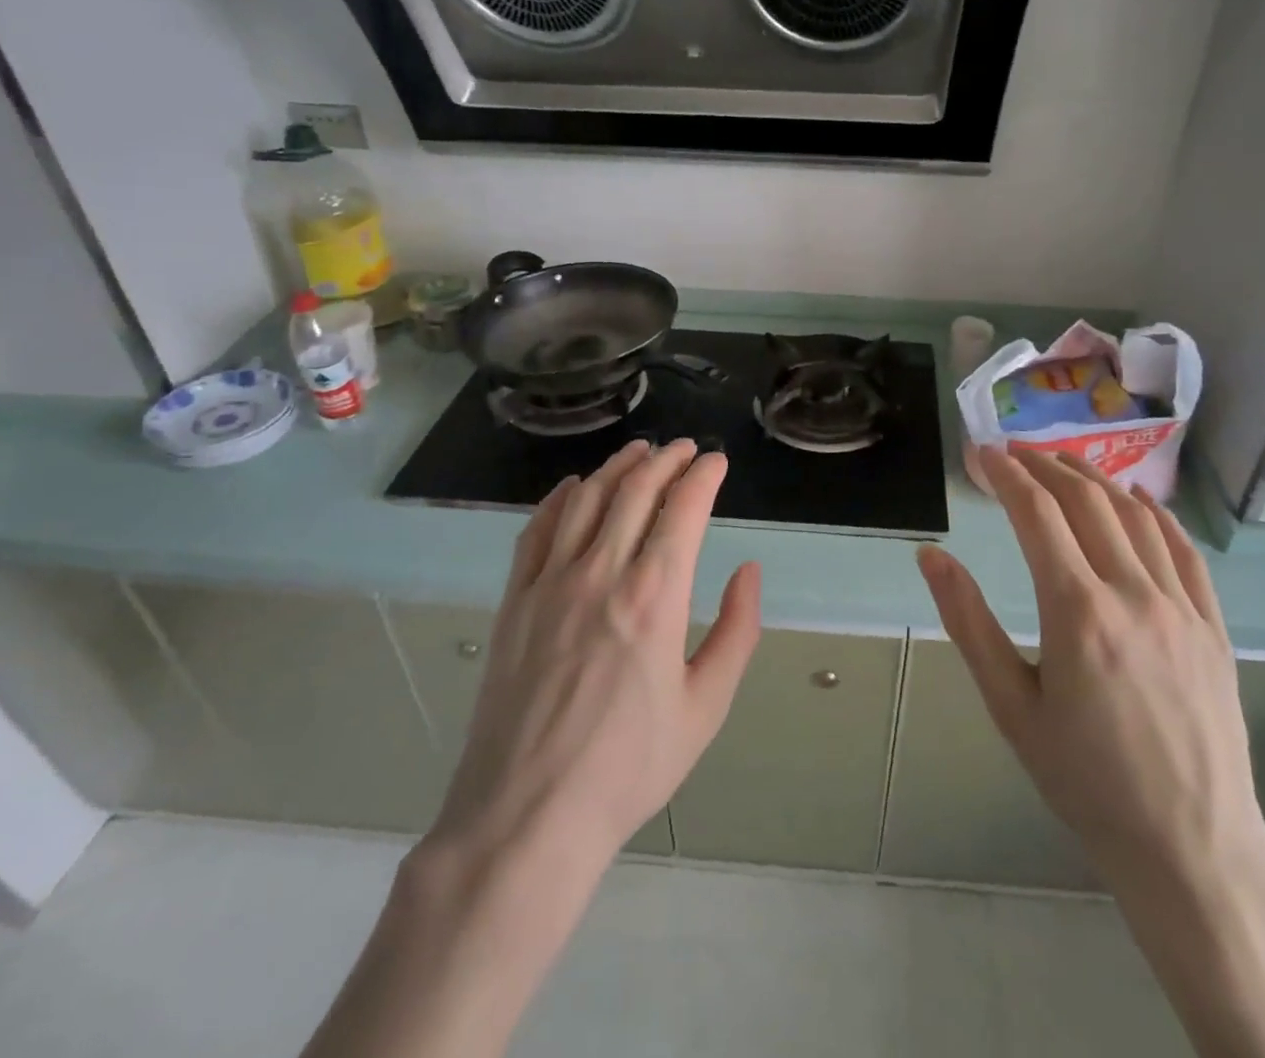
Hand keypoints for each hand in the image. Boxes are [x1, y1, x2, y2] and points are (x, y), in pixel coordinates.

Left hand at [427, 438, 762, 866]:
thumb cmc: (628, 767)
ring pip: (586, 499)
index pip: (683, 508)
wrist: (526, 816)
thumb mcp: (706, 708)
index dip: (703, 475)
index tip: (716, 462)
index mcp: (655, 596)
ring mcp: (550, 583)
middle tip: (684, 449)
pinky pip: (537, 530)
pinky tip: (574, 487)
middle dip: (665, 459)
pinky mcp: (515, 601)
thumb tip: (749, 571)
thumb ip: (736, 631)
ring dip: (617, 467)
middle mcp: (601, 573)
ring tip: (639, 452)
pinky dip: (560, 498)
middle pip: (635, 490)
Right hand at [917, 446, 1264, 906]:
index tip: (983, 453)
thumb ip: (969, 622)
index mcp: (1078, 612)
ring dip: (1094, 479)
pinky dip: (1155, 514)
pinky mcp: (1212, 626)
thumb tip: (931, 555)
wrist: (1191, 849)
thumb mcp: (1010, 706)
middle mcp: (1133, 594)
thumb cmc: (1085, 781)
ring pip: (1134, 516)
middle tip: (1014, 450)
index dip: (1006, 475)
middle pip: (1086, 501)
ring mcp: (1181, 607)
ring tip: (1062, 462)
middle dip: (1045, 465)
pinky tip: (1138, 499)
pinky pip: (1183, 551)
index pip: (1037, 514)